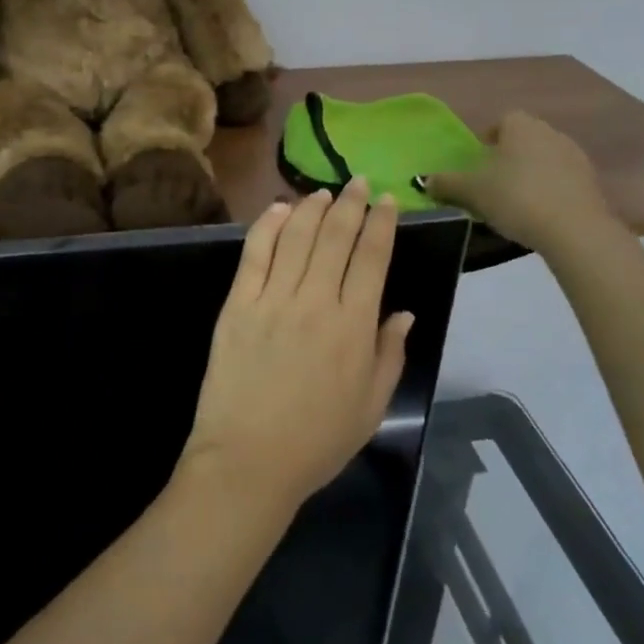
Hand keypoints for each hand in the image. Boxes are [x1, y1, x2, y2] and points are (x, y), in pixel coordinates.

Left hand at [180, 178, 412, 515]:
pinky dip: (268, 226)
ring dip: (312, 208)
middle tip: (356, 182)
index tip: (386, 201)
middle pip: (336, 237)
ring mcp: (273, 299)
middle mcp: (316, 301)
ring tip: (323, 193)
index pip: (372, 259)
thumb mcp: (372, 407)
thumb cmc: (316, 441)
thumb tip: (404, 313)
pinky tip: (280, 209)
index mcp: (354, 326)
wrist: (248, 460)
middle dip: (350, 204)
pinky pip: (255, 254)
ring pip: (297, 237)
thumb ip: (390, 354)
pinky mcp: (238, 304)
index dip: (381, 224)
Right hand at [426, 111, 614, 249]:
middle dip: (509, 156)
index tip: (479, 163)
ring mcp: (575, 156)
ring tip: (516, 201)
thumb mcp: (471, 191)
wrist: (574, 229)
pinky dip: (550, 189)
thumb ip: (445, 183)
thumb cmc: (516, 198)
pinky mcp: (592, 181)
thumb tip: (422, 180)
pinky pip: (563, 179)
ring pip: (544, 158)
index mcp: (521, 126)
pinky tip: (540, 213)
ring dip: (531, 173)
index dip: (488, 139)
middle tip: (493, 183)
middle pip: (524, 139)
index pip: (502, 121)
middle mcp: (550, 132)